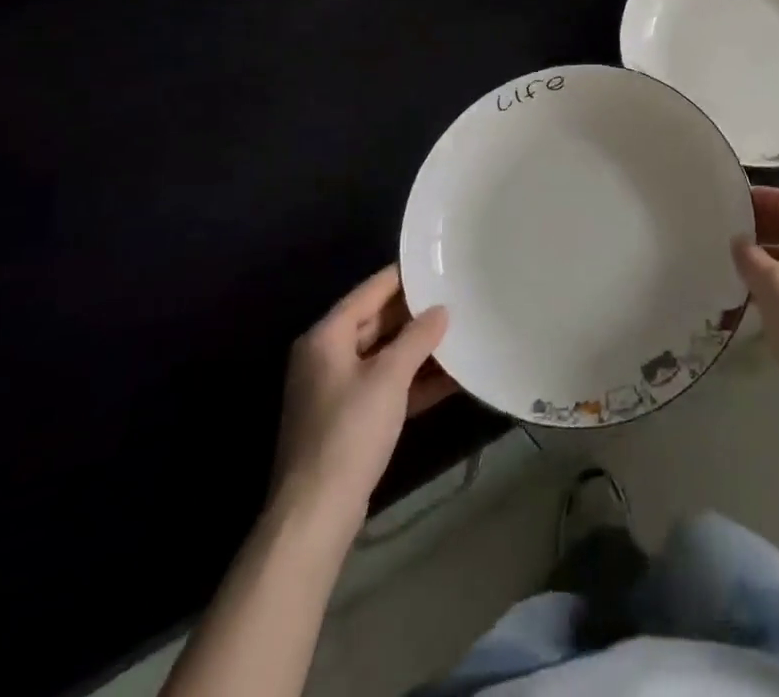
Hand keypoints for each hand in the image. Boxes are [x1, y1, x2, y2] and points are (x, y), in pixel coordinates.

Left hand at [271, 266, 453, 524]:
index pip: (371, 291)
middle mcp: (327, 356)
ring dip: (420, 349)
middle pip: (378, 321)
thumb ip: (417, 337)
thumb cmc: (349, 433)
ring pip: (385, 355)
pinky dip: (414, 380)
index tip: (440, 264)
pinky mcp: (350, 419)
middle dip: (417, 314)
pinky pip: (387, 385)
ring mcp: (337, 389)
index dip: (405, 277)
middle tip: (458, 297)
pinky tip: (452, 377)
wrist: (316, 514)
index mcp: (326, 337)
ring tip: (462, 332)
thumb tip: (441, 310)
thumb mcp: (389, 377)